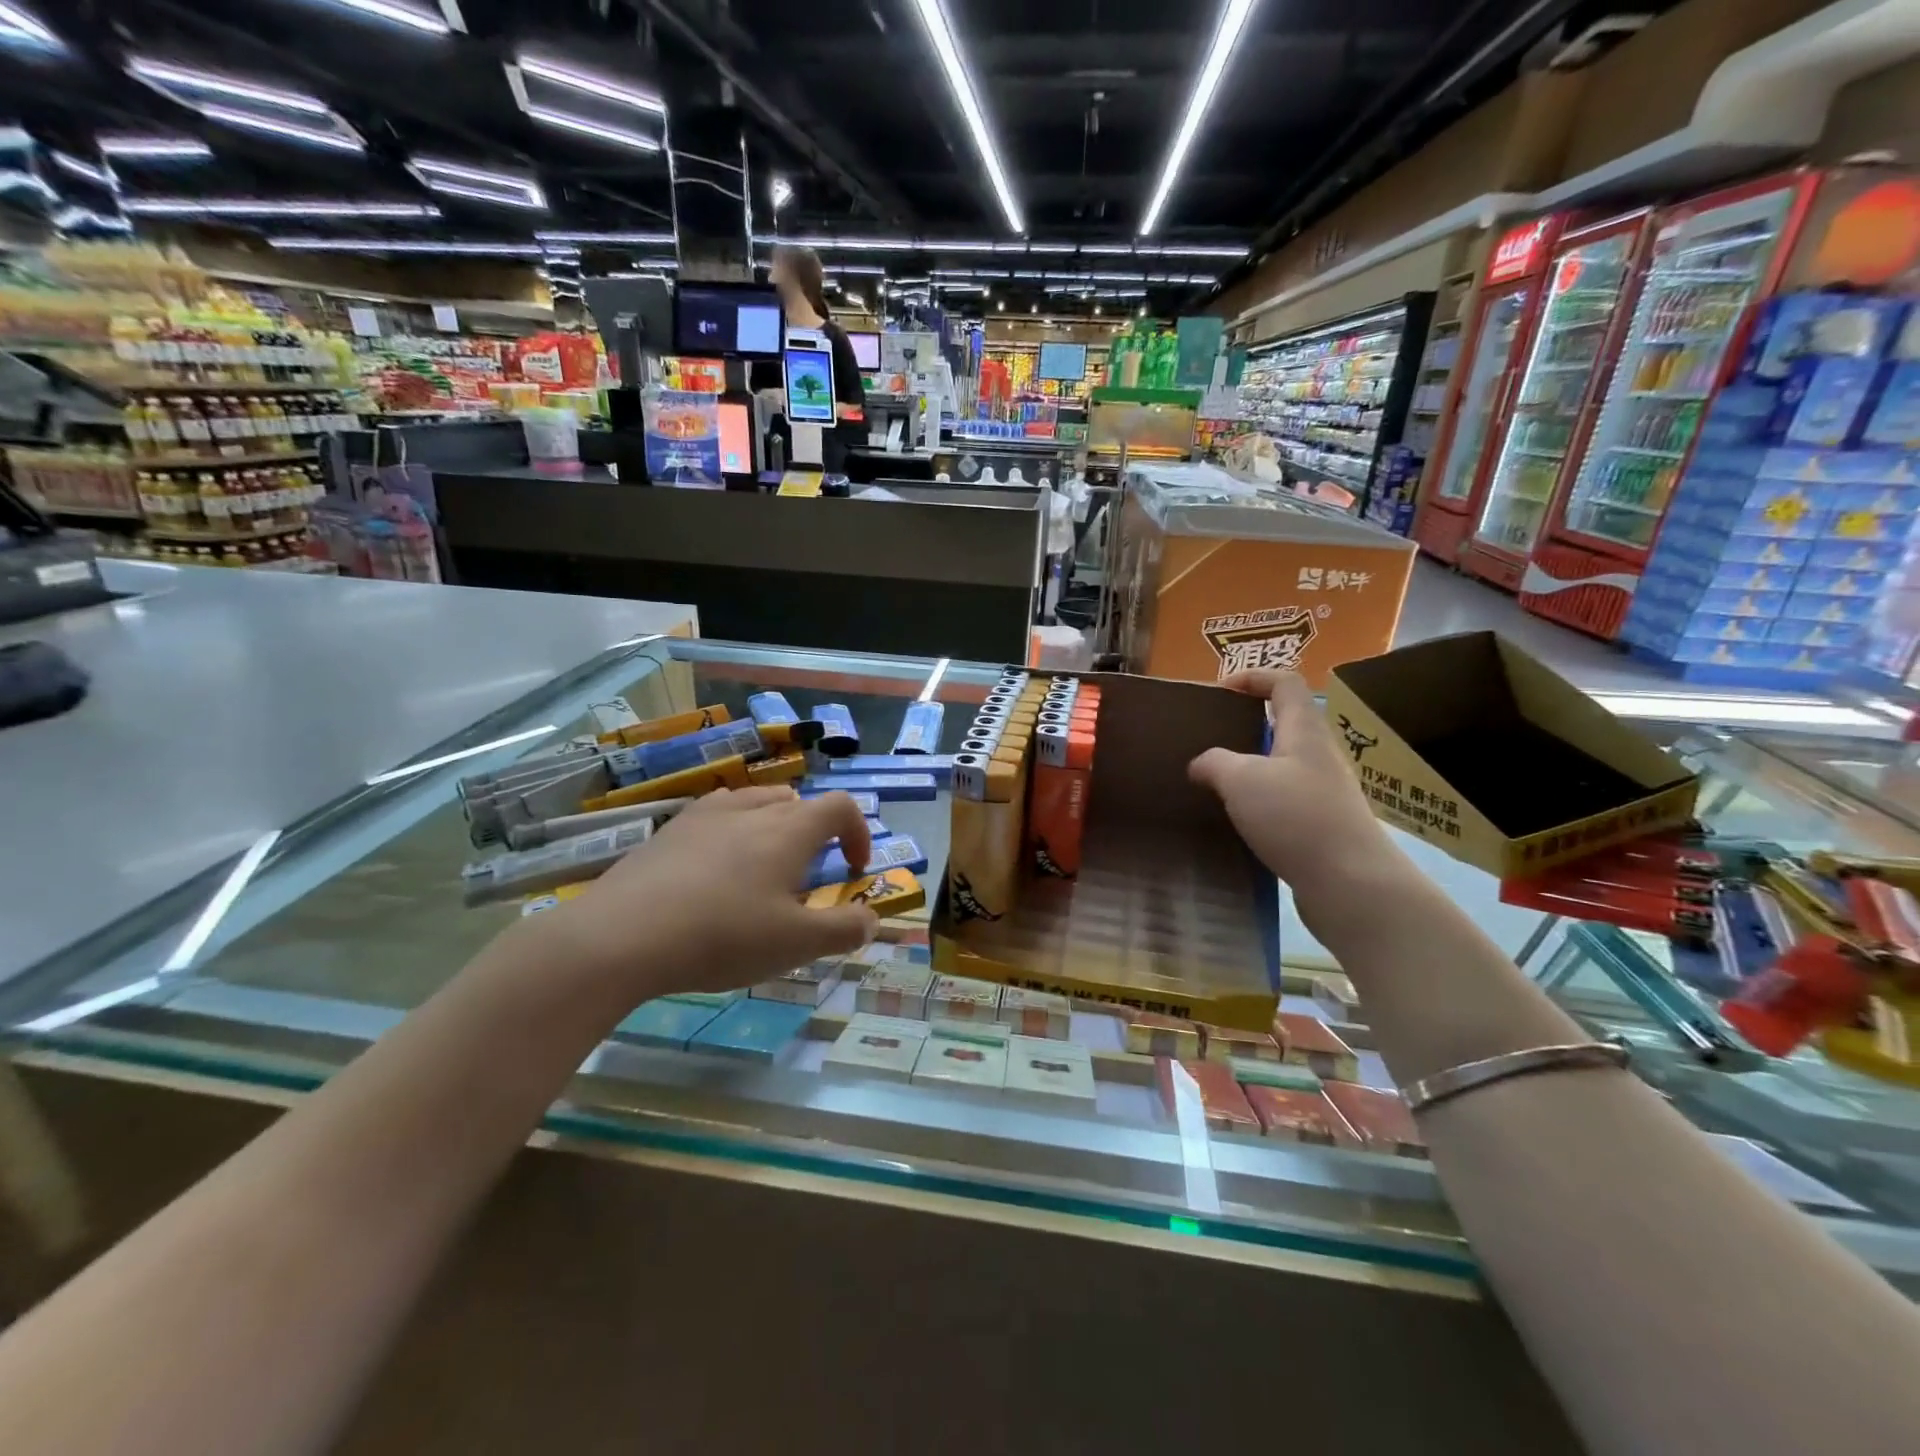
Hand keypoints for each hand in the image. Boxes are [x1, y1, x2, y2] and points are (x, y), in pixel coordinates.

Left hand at [531, 788, 878, 997]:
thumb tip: (872, 917)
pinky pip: (717, 815)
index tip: (853, 871)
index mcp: (789, 830)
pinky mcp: (670, 830)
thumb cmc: (722, 936)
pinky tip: (713, 872)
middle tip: (805, 879)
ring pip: (756, 802)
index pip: (841, 807)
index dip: (858, 833)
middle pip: (798, 802)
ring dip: (774, 827)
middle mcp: (752, 809)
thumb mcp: (796, 945)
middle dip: (815, 833)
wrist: (620, 936)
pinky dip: (732, 832)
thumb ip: (844, 929)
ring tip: (761, 870)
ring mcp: (706, 814)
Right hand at [1189, 670, 1409, 927]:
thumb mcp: (1242, 780)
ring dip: (1250, 767)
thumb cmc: (1296, 817)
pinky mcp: (1321, 826)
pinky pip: (1284, 801)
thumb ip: (1214, 763)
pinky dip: (1258, 802)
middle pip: (1285, 724)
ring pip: (1282, 765)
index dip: (1253, 677)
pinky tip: (1236, 820)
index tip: (1219, 691)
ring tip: (1215, 782)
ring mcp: (1324, 793)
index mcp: (1305, 731)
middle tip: (1210, 739)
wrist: (1349, 883)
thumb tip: (1201, 765)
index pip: (1285, 683)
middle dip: (1247, 726)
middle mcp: (1319, 756)